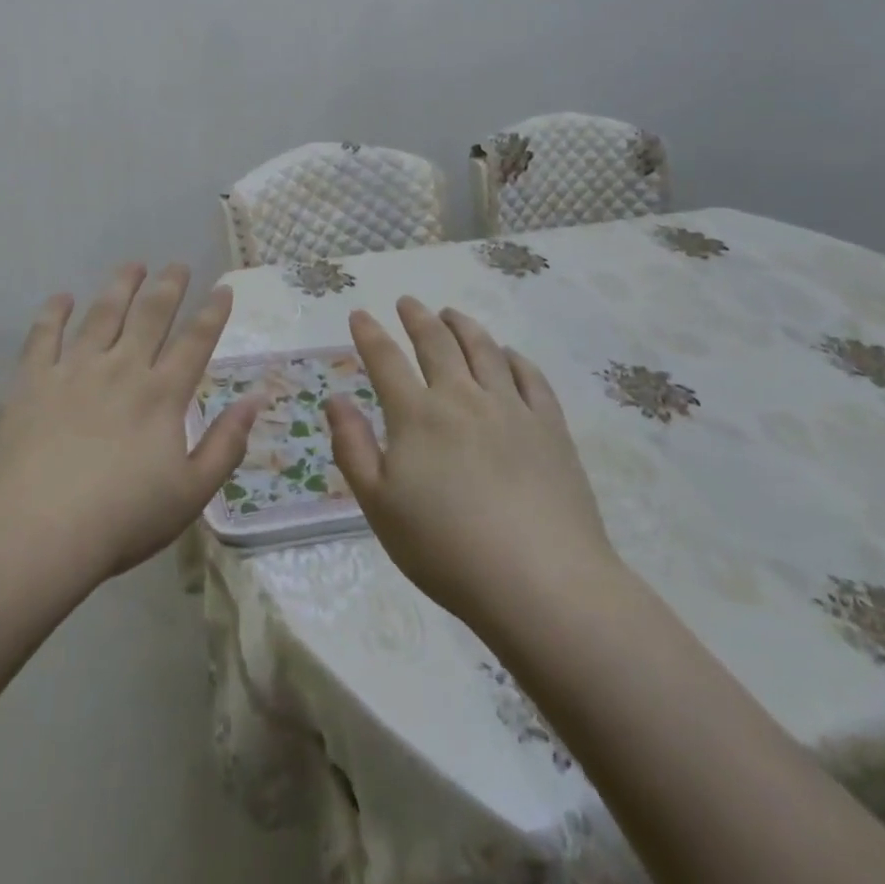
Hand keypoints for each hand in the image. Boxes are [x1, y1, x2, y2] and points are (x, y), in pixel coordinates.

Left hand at [0, 262, 259, 586]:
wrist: (37, 532)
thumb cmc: (121, 519)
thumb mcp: (191, 493)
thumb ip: (226, 443)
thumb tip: (255, 399)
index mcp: (162, 395)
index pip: (195, 342)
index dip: (212, 313)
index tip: (222, 288)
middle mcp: (122, 369)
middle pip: (150, 315)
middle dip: (168, 286)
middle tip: (177, 265)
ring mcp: (74, 370)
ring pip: (102, 314)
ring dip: (120, 286)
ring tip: (132, 265)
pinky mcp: (33, 380)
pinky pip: (43, 335)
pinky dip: (54, 312)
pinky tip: (62, 297)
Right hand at [324, 297, 621, 627]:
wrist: (541, 582)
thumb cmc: (446, 549)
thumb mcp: (378, 505)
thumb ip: (351, 447)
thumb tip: (334, 399)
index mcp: (417, 415)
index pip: (386, 360)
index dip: (370, 333)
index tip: (360, 313)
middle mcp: (462, 398)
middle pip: (437, 343)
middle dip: (417, 318)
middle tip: (408, 302)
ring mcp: (511, 408)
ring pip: (484, 350)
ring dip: (463, 326)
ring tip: (451, 313)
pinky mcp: (550, 427)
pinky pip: (530, 377)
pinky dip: (514, 358)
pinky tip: (508, 354)